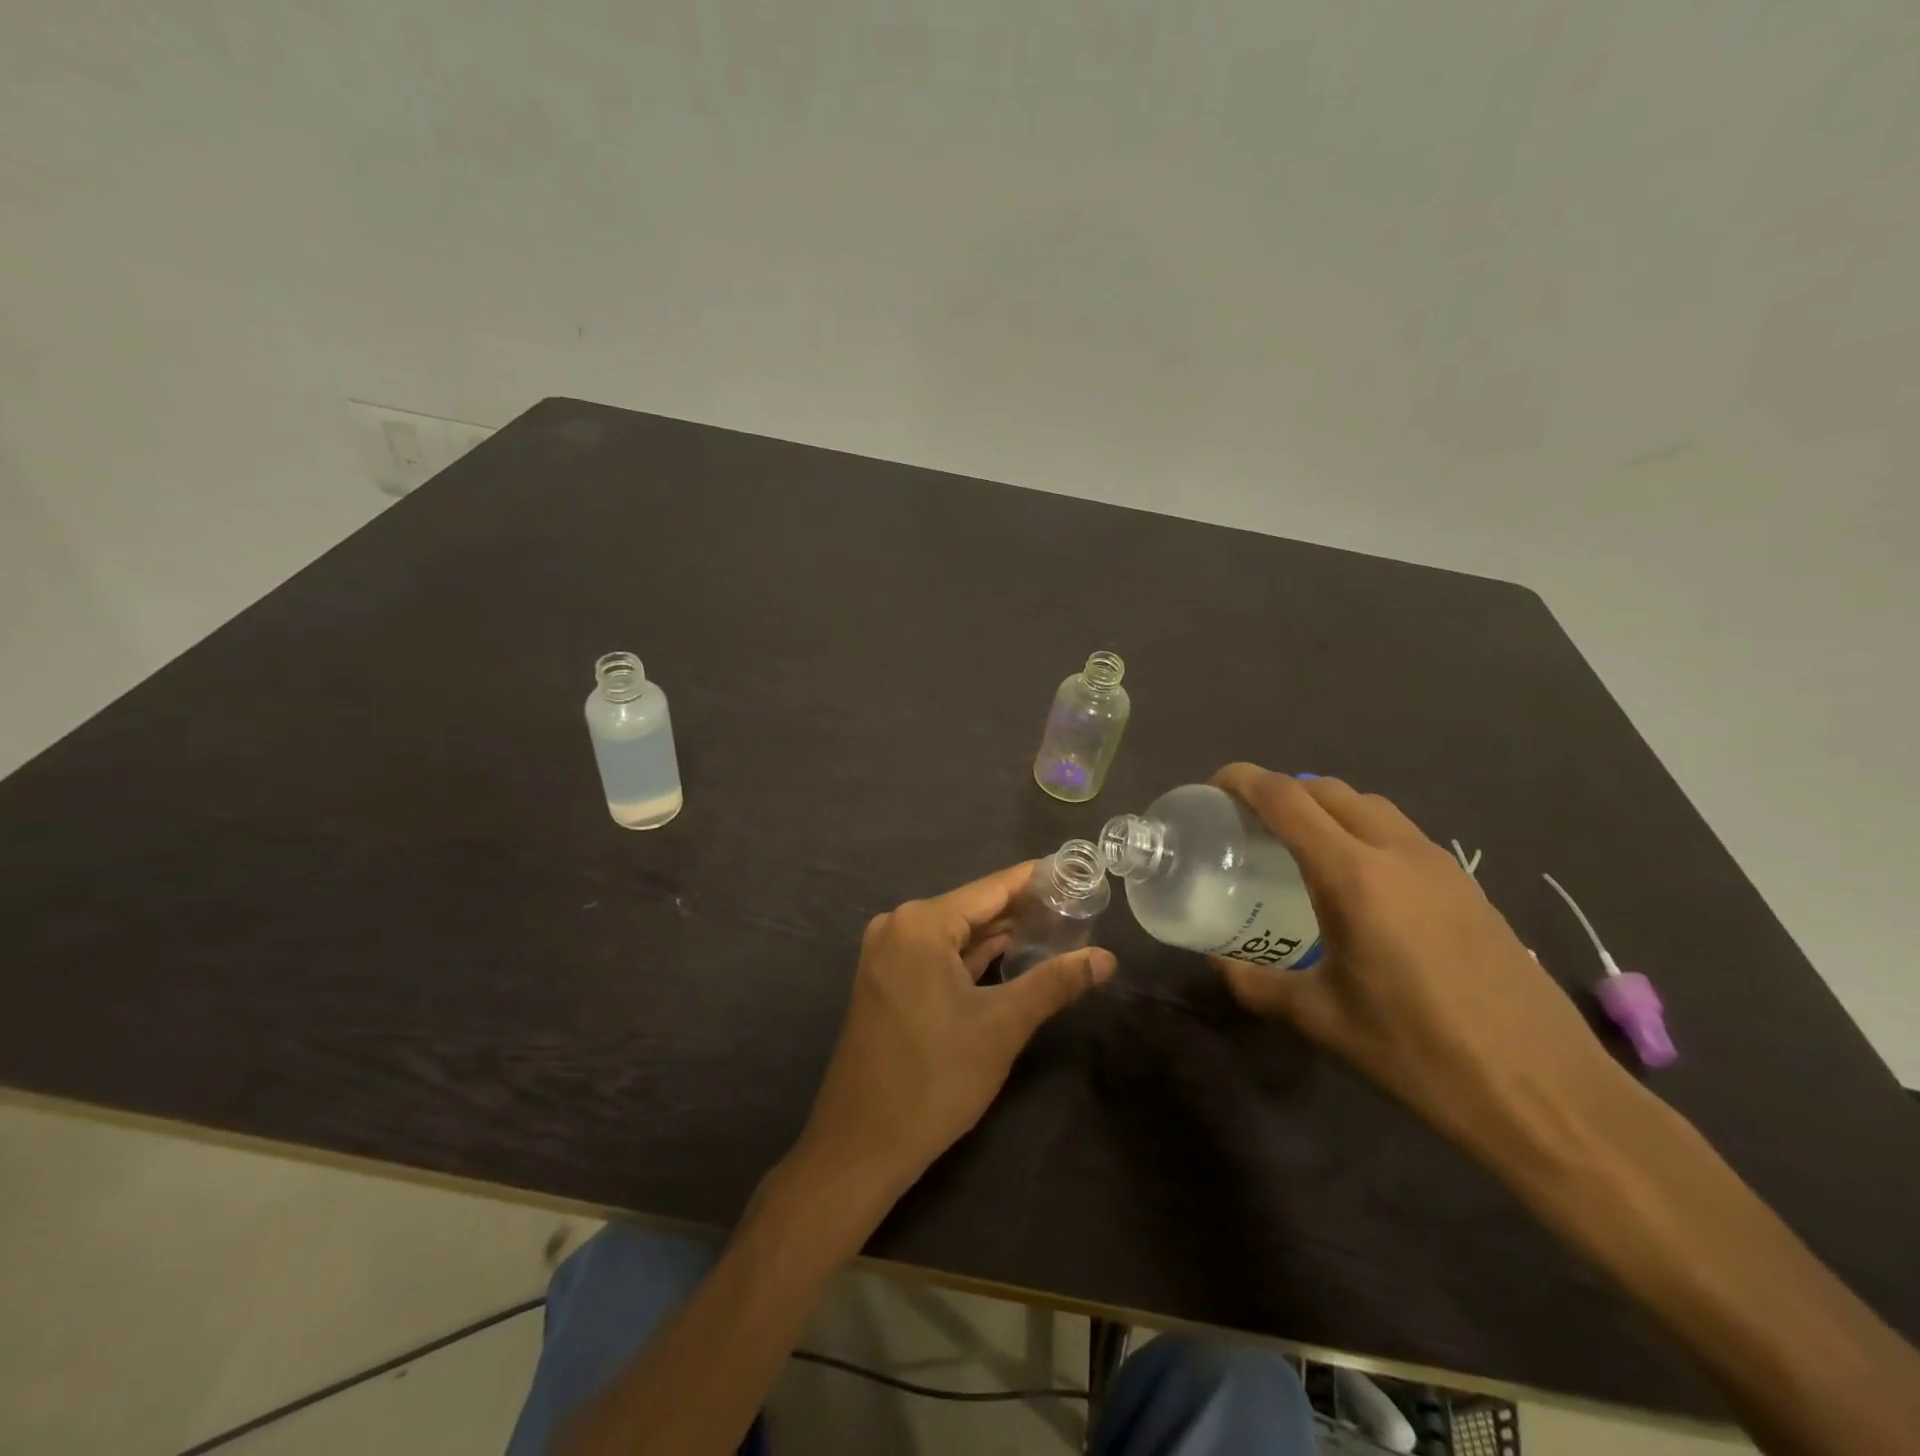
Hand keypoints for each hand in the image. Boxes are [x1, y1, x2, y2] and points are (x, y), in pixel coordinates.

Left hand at [797, 863, 1116, 1200]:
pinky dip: (974, 958)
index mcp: (922, 924)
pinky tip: (1013, 958)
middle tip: (1078, 906)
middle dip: (1023, 910)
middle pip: (973, 908)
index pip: (992, 888)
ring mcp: (888, 954)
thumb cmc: (934, 1078)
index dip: (1036, 880)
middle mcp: (899, 926)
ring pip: (957, 934)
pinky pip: (939, 956)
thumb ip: (1055, 983)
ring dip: (1000, 935)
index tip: (1076, 870)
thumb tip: (1107, 958)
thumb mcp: (1002, 1026)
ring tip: (1056, 928)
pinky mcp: (887, 981)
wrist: (861, 1144)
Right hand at [1209, 764, 1634, 1174]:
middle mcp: (1398, 853)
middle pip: (1329, 790)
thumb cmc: (1418, 1054)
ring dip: (1327, 807)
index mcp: (1353, 876)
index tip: (1213, 786)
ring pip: (1371, 806)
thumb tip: (1218, 964)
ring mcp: (1442, 867)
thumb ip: (1256, 984)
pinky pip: (1402, 833)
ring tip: (1299, 845)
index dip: (1243, 780)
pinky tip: (1357, 883)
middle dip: (1282, 791)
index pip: (1286, 799)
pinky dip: (1363, 831)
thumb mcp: (1320, 1020)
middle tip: (1248, 821)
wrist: (1547, 1095)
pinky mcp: (1470, 888)